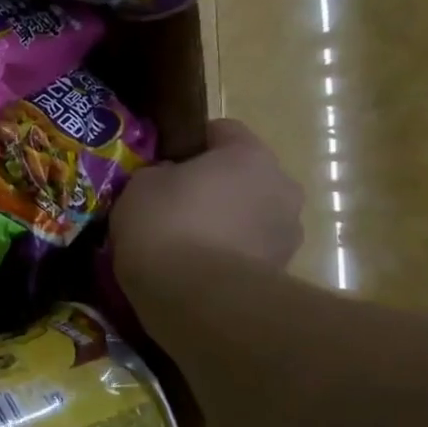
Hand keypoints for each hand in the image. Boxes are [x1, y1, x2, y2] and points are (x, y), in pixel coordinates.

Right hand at [110, 119, 304, 284]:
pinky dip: (229, 254)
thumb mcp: (140, 186)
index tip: (164, 162)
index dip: (190, 143)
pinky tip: (196, 269)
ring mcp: (287, 231)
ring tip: (185, 244)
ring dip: (225, 222)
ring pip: (250, 214)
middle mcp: (281, 185)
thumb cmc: (165, 225)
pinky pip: (250, 250)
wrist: (197, 296)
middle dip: (214, 186)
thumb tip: (170, 178)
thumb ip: (159, 173)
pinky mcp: (282, 270)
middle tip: (173, 205)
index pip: (222, 130)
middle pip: (243, 175)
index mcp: (248, 154)